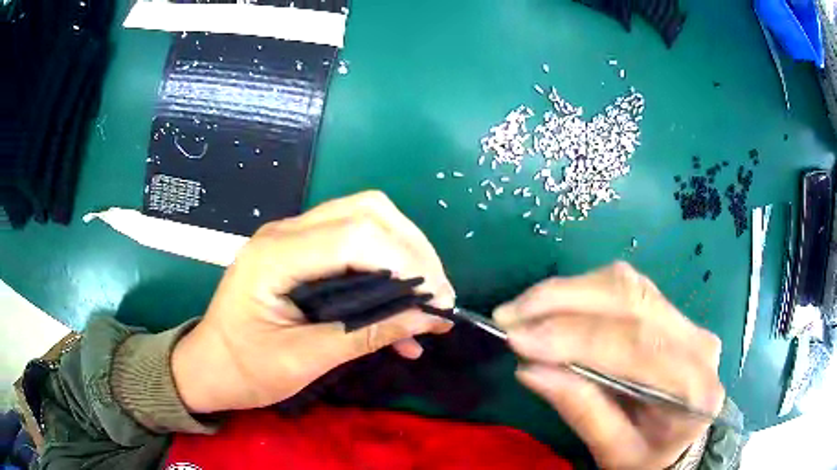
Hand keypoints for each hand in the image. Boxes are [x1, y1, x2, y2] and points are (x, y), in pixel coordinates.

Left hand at [172, 191, 454, 413]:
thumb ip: (365, 335)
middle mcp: (286, 233)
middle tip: (437, 296)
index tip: (438, 301)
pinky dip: (387, 271)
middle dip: (413, 250)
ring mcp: (294, 239)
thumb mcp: (303, 360)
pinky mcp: (303, 254)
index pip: (356, 234)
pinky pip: (355, 246)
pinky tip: (402, 315)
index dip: (406, 262)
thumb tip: (427, 318)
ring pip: (365, 220)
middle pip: (366, 212)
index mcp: (276, 256)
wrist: (210, 366)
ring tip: (427, 303)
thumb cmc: (245, 369)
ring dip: (405, 256)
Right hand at [494, 262, 724, 469]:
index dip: (573, 337)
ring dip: (568, 292)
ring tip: (523, 310)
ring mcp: (686, 320)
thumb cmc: (645, 456)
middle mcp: (697, 342)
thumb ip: (581, 409)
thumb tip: (530, 368)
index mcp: (693, 388)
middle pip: (631, 300)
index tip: (518, 338)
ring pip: (625, 285)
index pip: (634, 346)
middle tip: (510, 315)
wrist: (676, 441)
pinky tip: (553, 306)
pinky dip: (581, 291)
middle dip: (564, 301)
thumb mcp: (612, 451)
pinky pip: (624, 287)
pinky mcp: (669, 310)